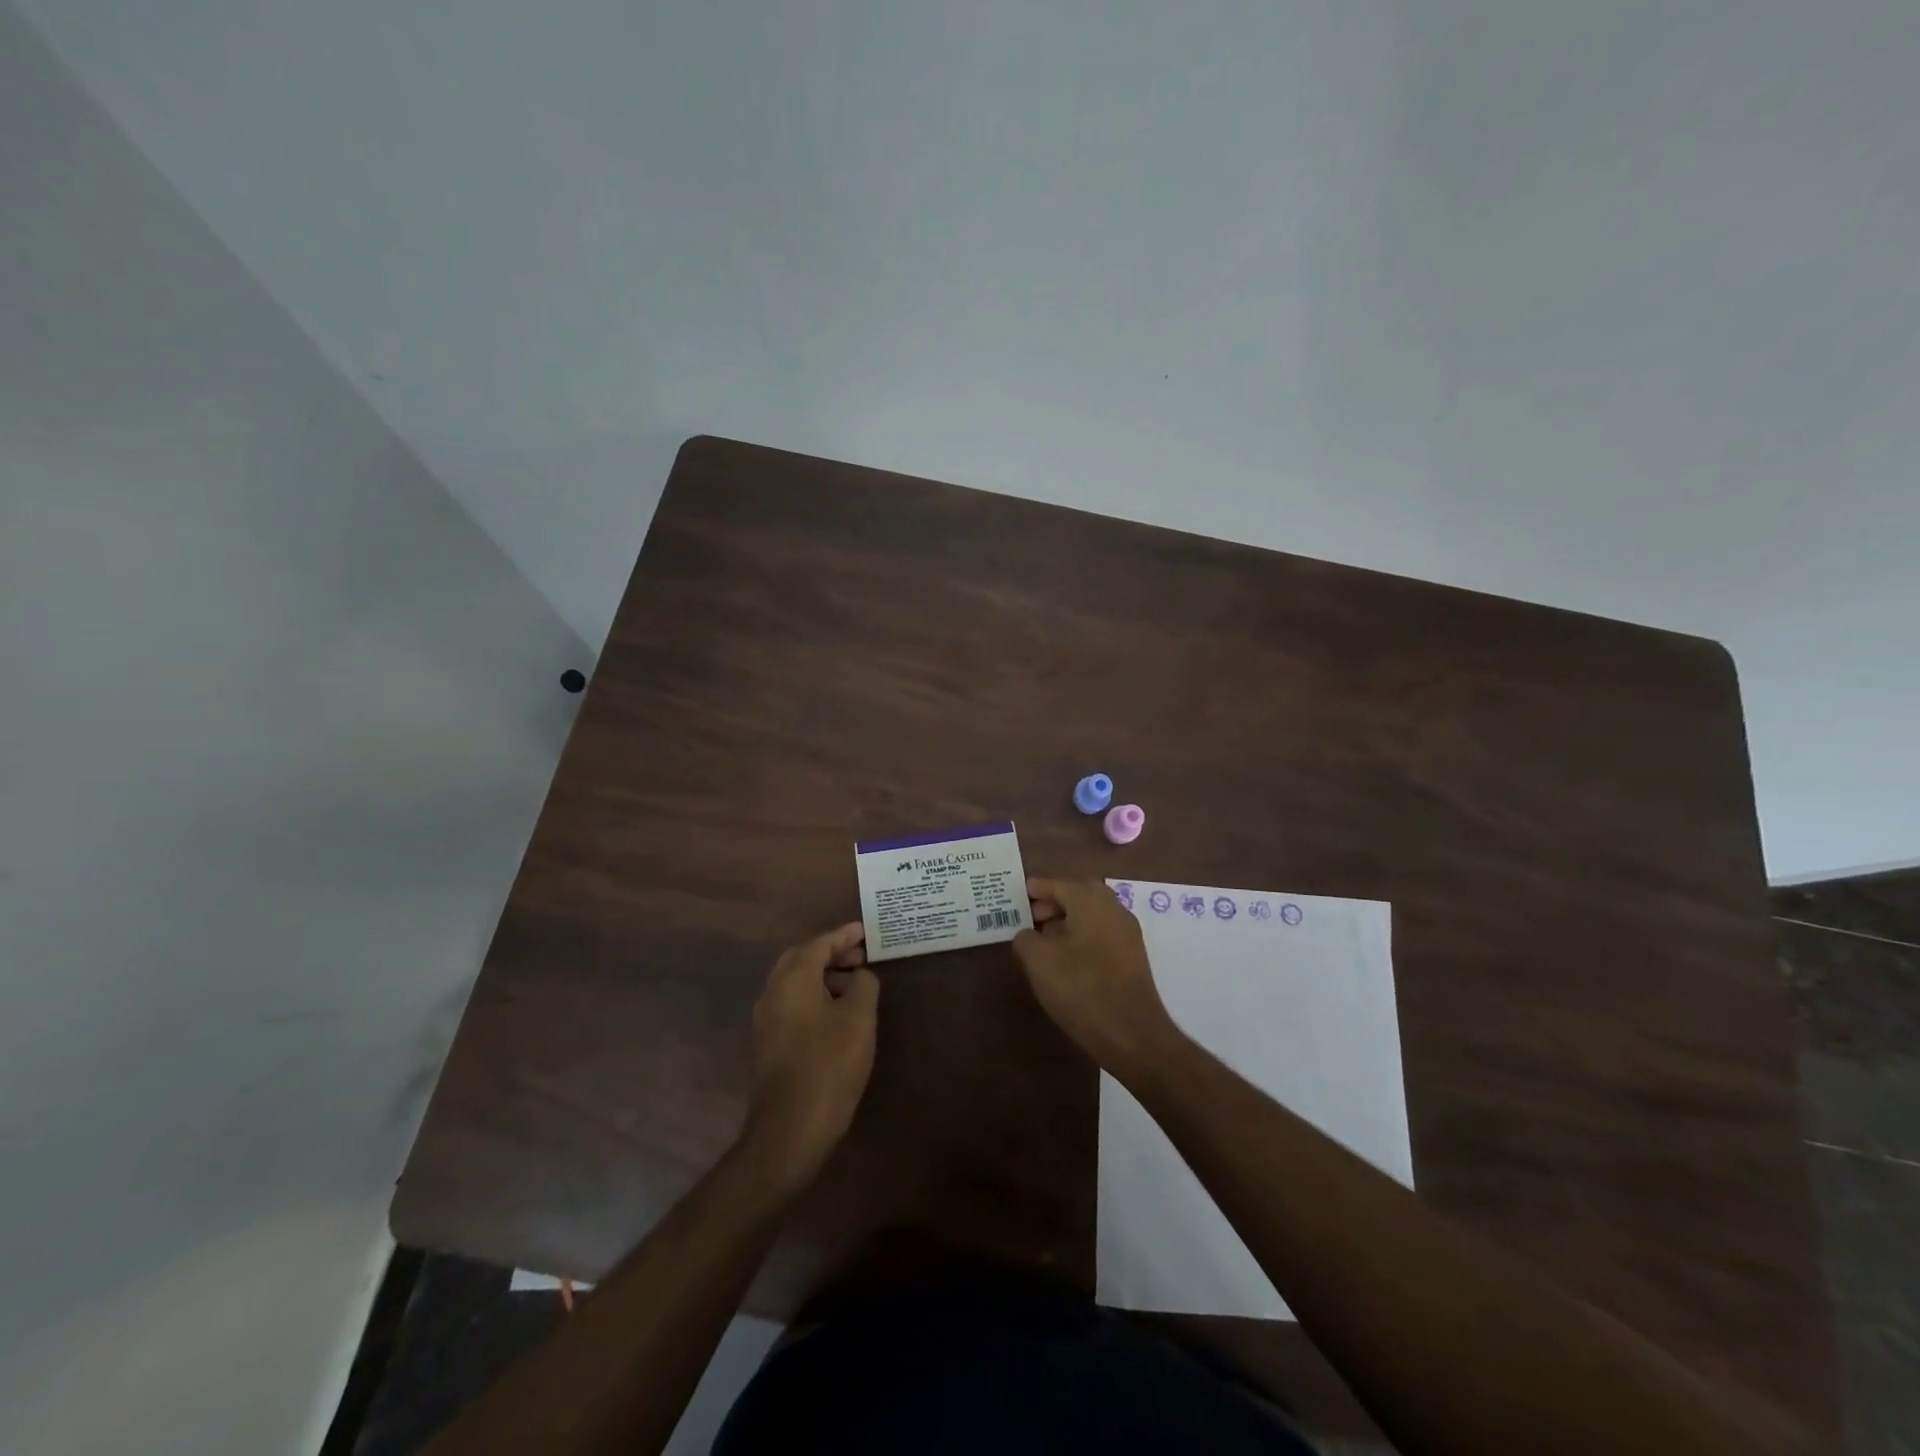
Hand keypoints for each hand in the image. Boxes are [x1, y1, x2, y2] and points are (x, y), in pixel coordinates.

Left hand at [741, 922, 879, 1190]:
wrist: (789, 1130)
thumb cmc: (829, 1065)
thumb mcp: (859, 1019)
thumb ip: (864, 985)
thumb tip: (860, 975)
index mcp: (792, 979)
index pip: (819, 943)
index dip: (844, 935)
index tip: (866, 931)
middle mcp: (773, 992)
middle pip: (801, 959)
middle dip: (831, 953)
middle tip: (861, 956)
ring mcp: (766, 1020)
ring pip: (795, 982)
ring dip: (823, 975)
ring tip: (855, 984)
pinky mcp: (768, 1043)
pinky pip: (792, 1003)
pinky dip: (814, 996)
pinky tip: (837, 1013)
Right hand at [1013, 877, 1181, 1081]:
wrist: (1132, 1034)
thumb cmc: (1081, 989)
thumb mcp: (1038, 962)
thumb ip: (1025, 939)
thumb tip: (1028, 934)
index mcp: (1090, 901)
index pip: (1057, 884)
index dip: (1036, 889)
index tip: (1018, 894)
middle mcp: (1113, 909)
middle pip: (1079, 895)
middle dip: (1054, 902)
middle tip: (1031, 917)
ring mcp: (1127, 933)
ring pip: (1092, 914)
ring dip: (1068, 920)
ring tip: (1044, 940)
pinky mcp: (1133, 956)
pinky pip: (1102, 933)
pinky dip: (1083, 935)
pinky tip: (1066, 958)